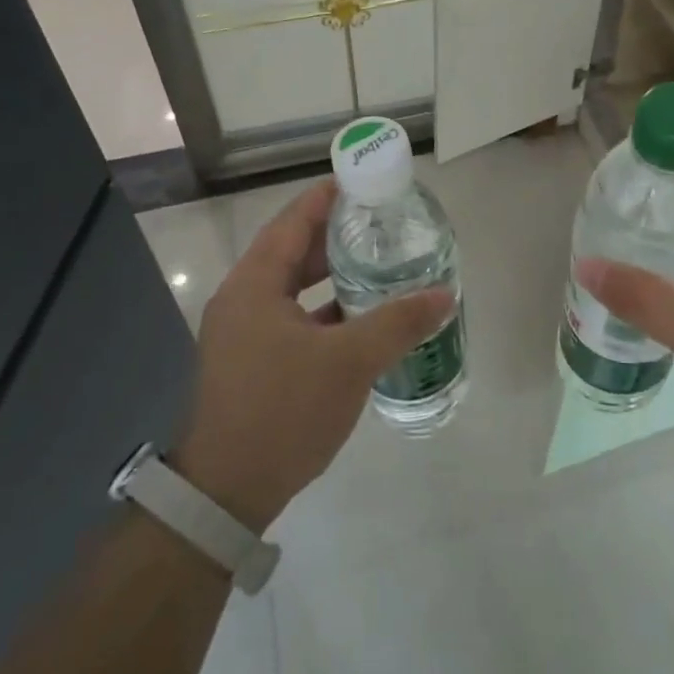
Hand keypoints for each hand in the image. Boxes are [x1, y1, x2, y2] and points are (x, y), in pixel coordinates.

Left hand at [172, 180, 452, 531]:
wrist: (228, 491)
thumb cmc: (284, 410)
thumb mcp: (349, 362)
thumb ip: (398, 323)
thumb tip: (445, 296)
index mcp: (255, 285)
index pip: (293, 221)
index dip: (327, 198)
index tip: (364, 182)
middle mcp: (244, 300)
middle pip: (293, 251)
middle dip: (336, 236)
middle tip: (382, 223)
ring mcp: (245, 334)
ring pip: (294, 288)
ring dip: (332, 275)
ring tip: (378, 263)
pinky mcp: (253, 362)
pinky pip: (294, 318)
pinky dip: (325, 310)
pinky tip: (361, 317)